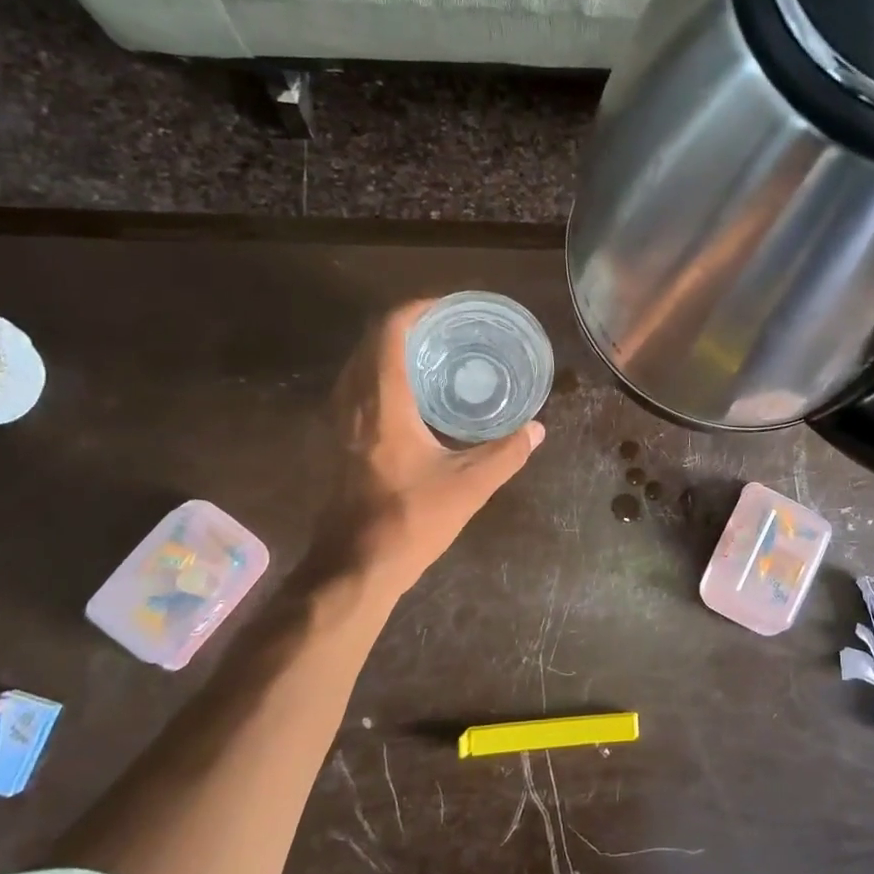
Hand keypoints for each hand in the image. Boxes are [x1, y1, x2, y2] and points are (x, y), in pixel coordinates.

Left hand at [323, 299, 543, 597]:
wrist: (354, 567)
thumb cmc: (410, 521)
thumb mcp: (469, 487)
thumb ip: (506, 454)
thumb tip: (537, 429)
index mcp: (383, 404)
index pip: (389, 332)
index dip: (417, 309)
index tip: (448, 307)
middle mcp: (353, 402)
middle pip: (370, 341)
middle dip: (407, 325)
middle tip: (448, 329)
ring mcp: (338, 422)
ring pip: (358, 364)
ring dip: (390, 349)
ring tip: (433, 354)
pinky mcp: (336, 440)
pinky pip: (355, 386)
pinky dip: (379, 373)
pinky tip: (411, 395)